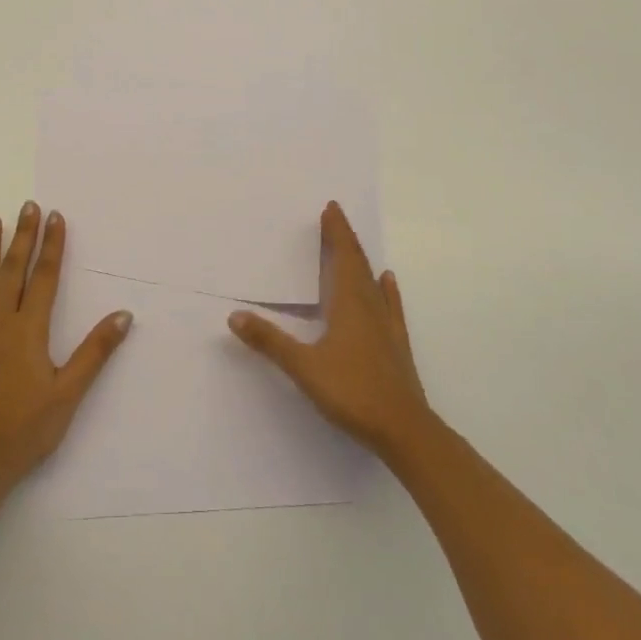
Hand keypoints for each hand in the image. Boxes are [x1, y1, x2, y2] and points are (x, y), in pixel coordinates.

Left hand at [0, 201, 132, 492]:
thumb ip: (95, 352)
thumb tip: (124, 315)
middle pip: (14, 270)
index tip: (55, 216)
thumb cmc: (25, 431)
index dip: (52, 245)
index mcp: (30, 330)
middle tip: (27, 206)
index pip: (45, 277)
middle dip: (23, 236)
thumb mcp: (68, 394)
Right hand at [228, 201, 432, 457]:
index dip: (337, 233)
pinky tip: (388, 283)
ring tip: (353, 246)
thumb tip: (235, 316)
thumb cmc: (353, 392)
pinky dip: (387, 291)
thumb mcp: (303, 367)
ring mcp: (387, 327)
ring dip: (361, 261)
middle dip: (345, 240)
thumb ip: (270, 341)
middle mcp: (370, 308)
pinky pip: (390, 307)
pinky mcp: (396, 346)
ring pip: (373, 283)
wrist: (405, 431)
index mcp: (349, 305)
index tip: (331, 208)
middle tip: (335, 217)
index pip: (343, 257)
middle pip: (358, 265)